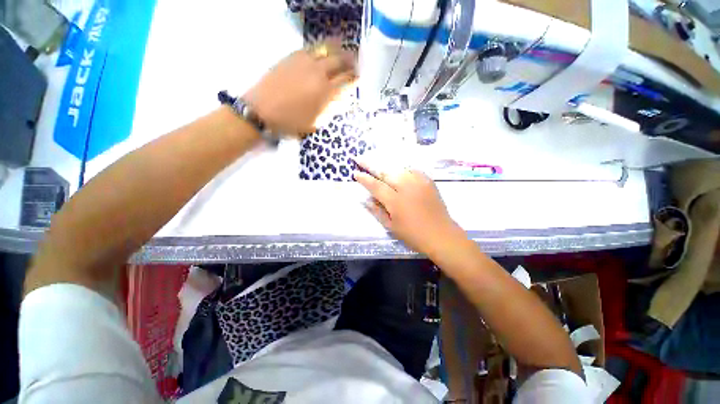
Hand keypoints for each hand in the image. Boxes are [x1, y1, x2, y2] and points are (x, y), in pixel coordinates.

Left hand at [244, 41, 355, 135]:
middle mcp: (318, 73)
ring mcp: (304, 62)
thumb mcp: (315, 123)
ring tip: (343, 51)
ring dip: (337, 50)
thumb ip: (330, 109)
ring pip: (326, 49)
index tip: (359, 78)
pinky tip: (323, 52)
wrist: (261, 111)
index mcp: (325, 92)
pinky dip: (321, 48)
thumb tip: (341, 99)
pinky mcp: (292, 57)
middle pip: (339, 61)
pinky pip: (311, 48)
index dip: (355, 78)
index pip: (346, 80)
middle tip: (355, 63)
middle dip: (350, 61)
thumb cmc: (291, 122)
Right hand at [354, 160, 462, 253]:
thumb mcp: (391, 226)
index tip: (355, 173)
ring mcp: (419, 182)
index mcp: (396, 201)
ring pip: (398, 168)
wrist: (441, 235)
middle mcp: (406, 187)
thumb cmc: (413, 235)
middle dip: (371, 164)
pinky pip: (411, 169)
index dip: (364, 179)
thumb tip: (365, 199)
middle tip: (360, 158)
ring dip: (385, 165)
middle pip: (386, 172)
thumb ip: (377, 211)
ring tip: (375, 162)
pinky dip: (401, 168)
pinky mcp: (428, 181)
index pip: (376, 186)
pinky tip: (396, 170)